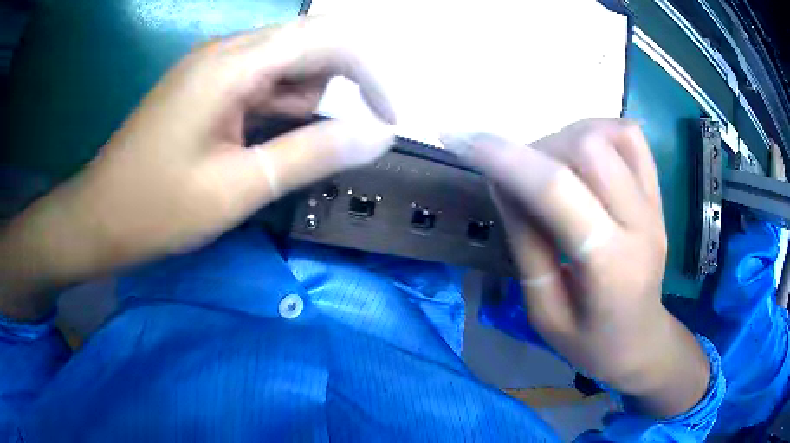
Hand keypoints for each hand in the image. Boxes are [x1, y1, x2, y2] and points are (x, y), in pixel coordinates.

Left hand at [0, 18, 394, 318]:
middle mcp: (225, 52)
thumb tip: (379, 136)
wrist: (100, 217)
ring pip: (283, 65)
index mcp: (231, 66)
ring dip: (298, 104)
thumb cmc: (157, 209)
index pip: (325, 39)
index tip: (388, 118)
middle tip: (319, 146)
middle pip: (307, 46)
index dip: (369, 73)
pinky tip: (254, 145)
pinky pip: (257, 82)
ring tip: (269, 155)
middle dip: (333, 89)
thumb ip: (312, 154)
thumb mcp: (238, 188)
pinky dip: (274, 109)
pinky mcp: (203, 86)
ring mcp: (211, 67)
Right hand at [442, 120, 709, 416]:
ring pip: (608, 133)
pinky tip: (582, 157)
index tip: (460, 139)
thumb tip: (503, 181)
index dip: (504, 157)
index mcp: (610, 265)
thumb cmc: (591, 342)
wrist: (642, 341)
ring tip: (551, 170)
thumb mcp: (544, 312)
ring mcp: (654, 203)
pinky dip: (598, 132)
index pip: (555, 189)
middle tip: (521, 180)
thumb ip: (526, 243)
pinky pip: (630, 137)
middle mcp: (640, 222)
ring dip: (566, 139)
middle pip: (587, 147)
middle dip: (537, 151)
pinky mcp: (658, 193)